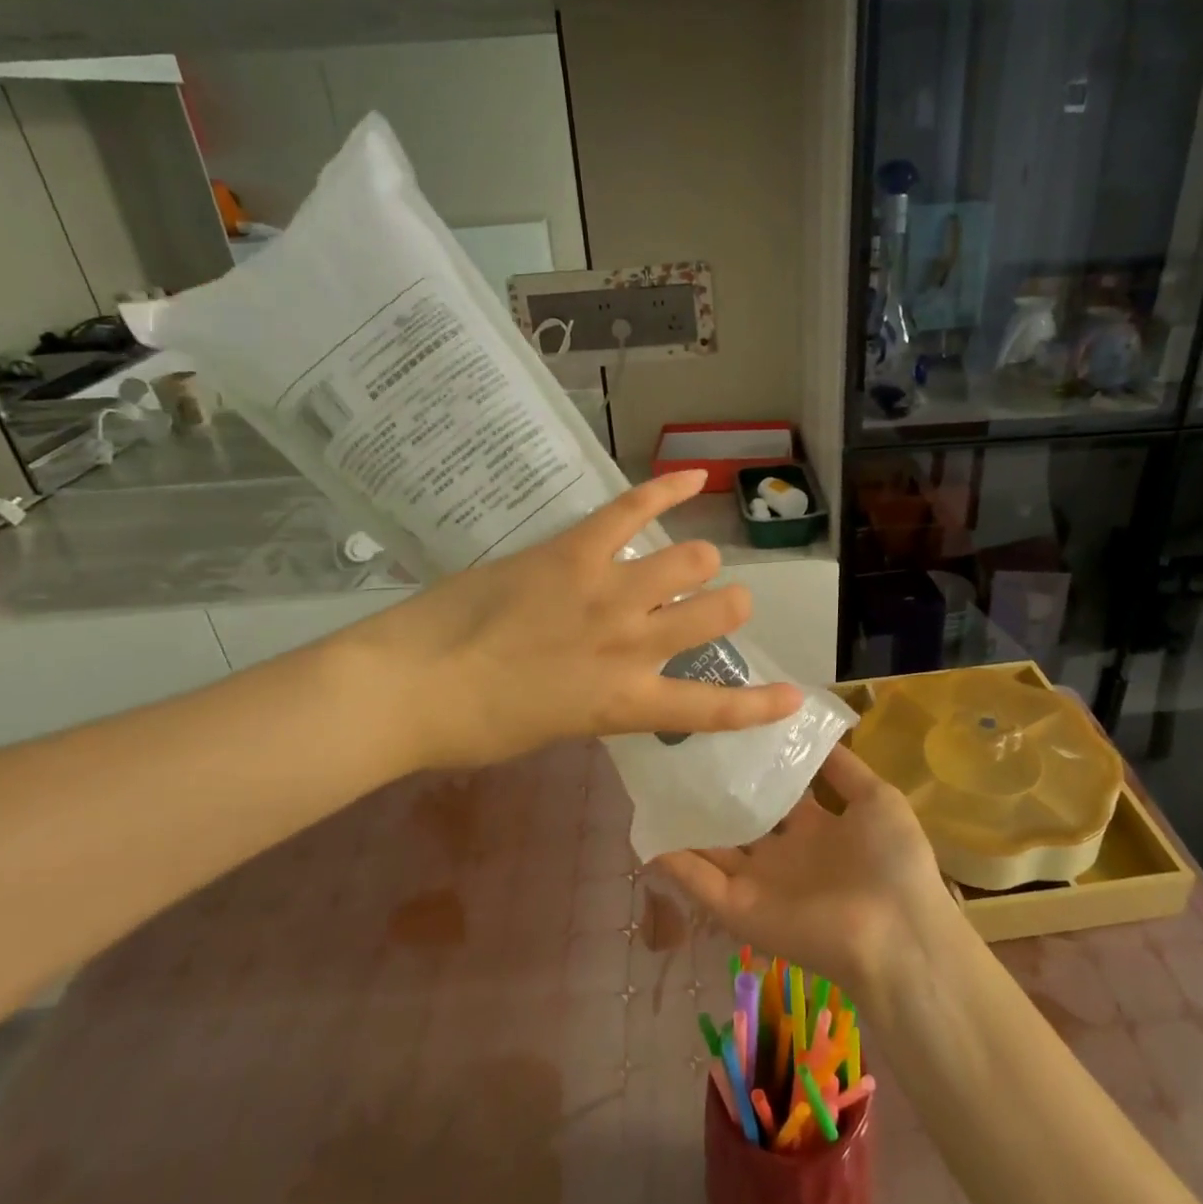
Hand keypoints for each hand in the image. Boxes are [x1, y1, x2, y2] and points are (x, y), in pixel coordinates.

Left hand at [336, 470, 802, 770]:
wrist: (410, 686)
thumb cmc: (473, 727)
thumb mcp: (553, 728)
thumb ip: (597, 699)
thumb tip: (608, 675)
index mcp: (625, 702)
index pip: (711, 708)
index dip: (760, 704)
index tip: (793, 696)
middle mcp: (631, 645)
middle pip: (716, 611)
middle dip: (727, 605)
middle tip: (714, 603)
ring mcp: (607, 592)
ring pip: (689, 559)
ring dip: (697, 560)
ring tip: (691, 559)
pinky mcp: (574, 551)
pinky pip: (632, 509)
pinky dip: (667, 489)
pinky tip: (694, 476)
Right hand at [655, 745, 963, 1003]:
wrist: (898, 934)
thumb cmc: (893, 860)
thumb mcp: (877, 799)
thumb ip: (841, 767)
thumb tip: (811, 728)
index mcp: (815, 828)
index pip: (774, 791)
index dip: (751, 764)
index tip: (723, 729)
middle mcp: (781, 853)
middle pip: (737, 818)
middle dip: (711, 790)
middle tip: (675, 749)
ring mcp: (757, 883)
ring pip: (710, 848)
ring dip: (684, 822)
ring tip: (650, 783)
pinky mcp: (739, 910)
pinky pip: (700, 882)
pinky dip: (673, 860)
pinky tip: (646, 830)